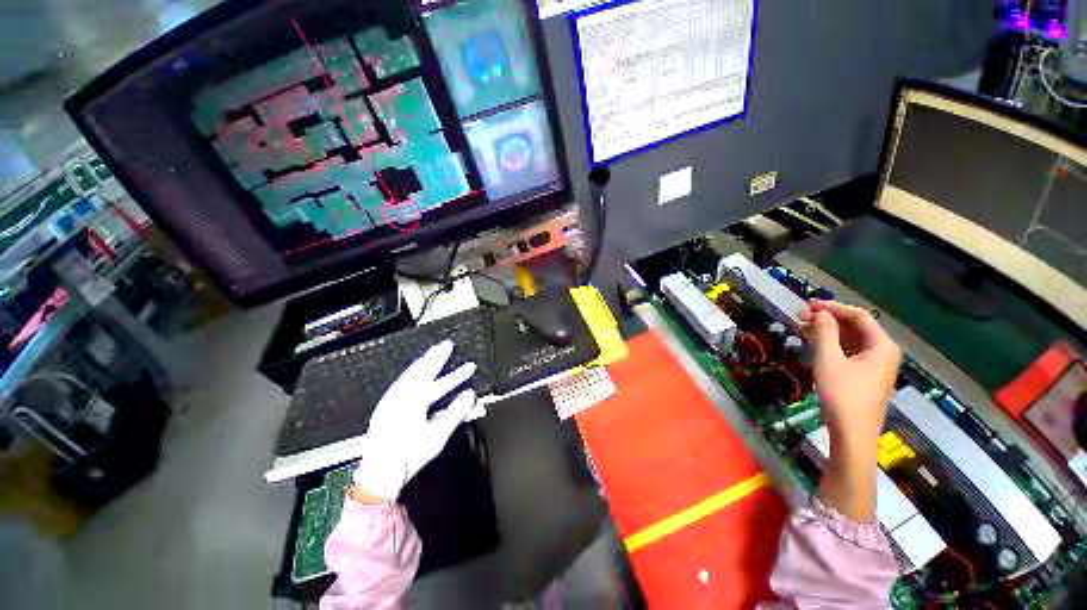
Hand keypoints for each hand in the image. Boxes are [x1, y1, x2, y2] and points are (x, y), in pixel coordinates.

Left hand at [351, 340, 477, 501]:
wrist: (378, 474)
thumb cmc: (410, 456)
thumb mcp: (438, 436)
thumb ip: (455, 413)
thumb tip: (470, 394)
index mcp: (414, 403)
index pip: (441, 384)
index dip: (458, 375)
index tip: (471, 365)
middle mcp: (401, 396)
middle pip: (421, 372)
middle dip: (436, 357)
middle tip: (446, 344)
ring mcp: (390, 400)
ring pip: (408, 375)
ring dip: (421, 362)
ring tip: (431, 353)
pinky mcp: (384, 406)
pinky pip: (399, 382)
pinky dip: (409, 373)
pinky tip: (413, 372)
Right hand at [800, 300, 900, 521]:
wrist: (853, 433)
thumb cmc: (842, 394)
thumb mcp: (829, 359)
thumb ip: (825, 332)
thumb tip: (820, 313)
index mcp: (882, 345)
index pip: (858, 316)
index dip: (832, 307)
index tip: (807, 305)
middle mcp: (883, 352)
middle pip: (856, 326)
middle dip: (828, 319)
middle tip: (800, 317)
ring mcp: (876, 365)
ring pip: (851, 339)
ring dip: (828, 332)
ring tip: (802, 330)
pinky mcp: (866, 376)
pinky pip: (850, 352)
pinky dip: (832, 345)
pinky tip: (814, 345)